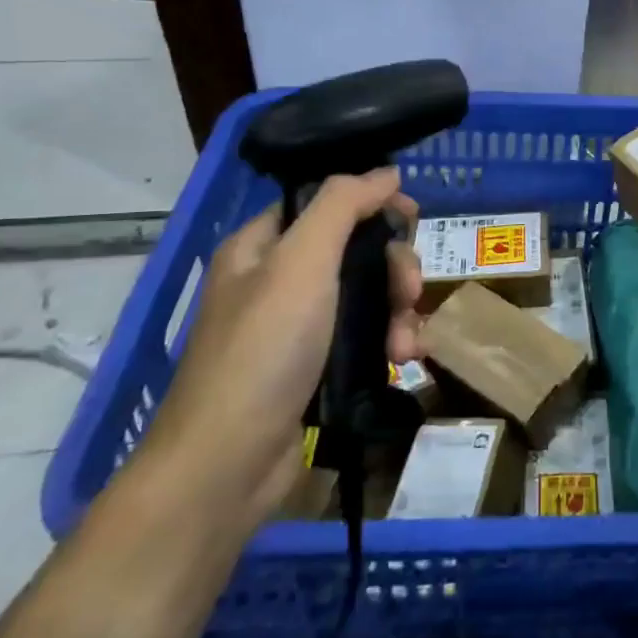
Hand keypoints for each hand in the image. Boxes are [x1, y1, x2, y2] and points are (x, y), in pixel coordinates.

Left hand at [138, 170, 422, 535]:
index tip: (411, 219)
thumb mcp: (302, 262)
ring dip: (397, 312)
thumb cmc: (263, 350)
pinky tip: (402, 361)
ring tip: (406, 344)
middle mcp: (277, 281)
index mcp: (262, 246)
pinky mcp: (314, 369)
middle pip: (354, 250)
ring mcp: (296, 328)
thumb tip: (385, 172)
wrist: (226, 465)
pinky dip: (388, 343)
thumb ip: (344, 205)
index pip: (325, 202)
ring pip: (366, 297)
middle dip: (392, 268)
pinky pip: (364, 338)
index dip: (371, 203)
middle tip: (408, 292)